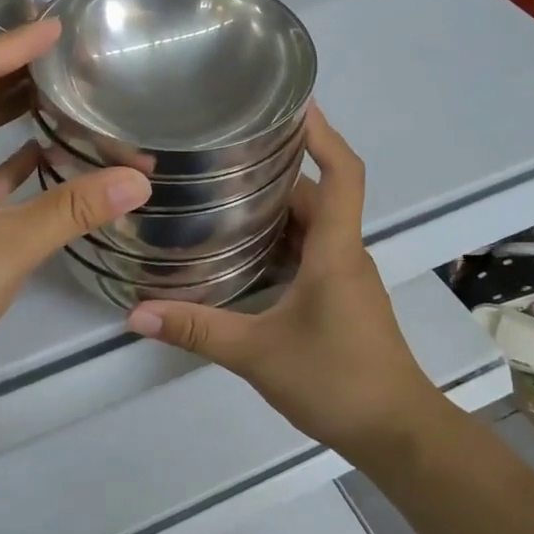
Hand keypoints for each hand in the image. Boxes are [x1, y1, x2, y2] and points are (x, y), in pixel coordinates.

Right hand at [125, 109, 437, 457]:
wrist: (396, 432)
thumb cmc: (337, 380)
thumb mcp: (258, 354)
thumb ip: (198, 330)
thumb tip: (137, 314)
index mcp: (335, 250)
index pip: (343, 172)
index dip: (322, 132)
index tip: (293, 102)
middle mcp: (345, 253)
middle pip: (318, 193)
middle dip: (278, 168)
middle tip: (225, 152)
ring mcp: (346, 277)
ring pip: (313, 224)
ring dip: (276, 206)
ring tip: (223, 193)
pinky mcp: (341, 298)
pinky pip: (310, 251)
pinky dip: (280, 240)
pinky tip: (242, 251)